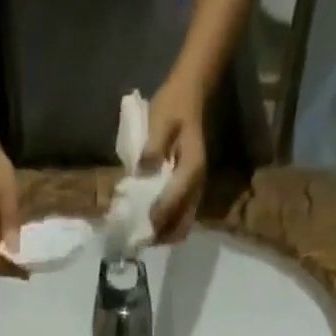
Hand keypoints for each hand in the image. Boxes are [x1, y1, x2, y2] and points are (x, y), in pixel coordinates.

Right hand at [0, 138, 26, 277]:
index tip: (25, 272)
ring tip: (22, 266)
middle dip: (7, 270)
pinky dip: (1, 253)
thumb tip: (15, 249)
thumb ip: (10, 220)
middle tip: (26, 273)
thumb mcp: (7, 192)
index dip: (9, 268)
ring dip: (4, 263)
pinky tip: (13, 251)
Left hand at [144, 81, 207, 242]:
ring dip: (163, 236)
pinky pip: (180, 219)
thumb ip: (152, 147)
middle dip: (160, 236)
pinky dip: (166, 228)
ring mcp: (195, 192)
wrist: (190, 94)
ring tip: (142, 237)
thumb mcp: (160, 119)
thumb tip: (142, 172)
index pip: (174, 202)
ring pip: (181, 226)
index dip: (156, 217)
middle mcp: (197, 186)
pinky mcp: (190, 193)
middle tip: (138, 240)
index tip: (138, 229)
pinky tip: (150, 226)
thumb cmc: (173, 105)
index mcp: (191, 169)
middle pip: (181, 225)